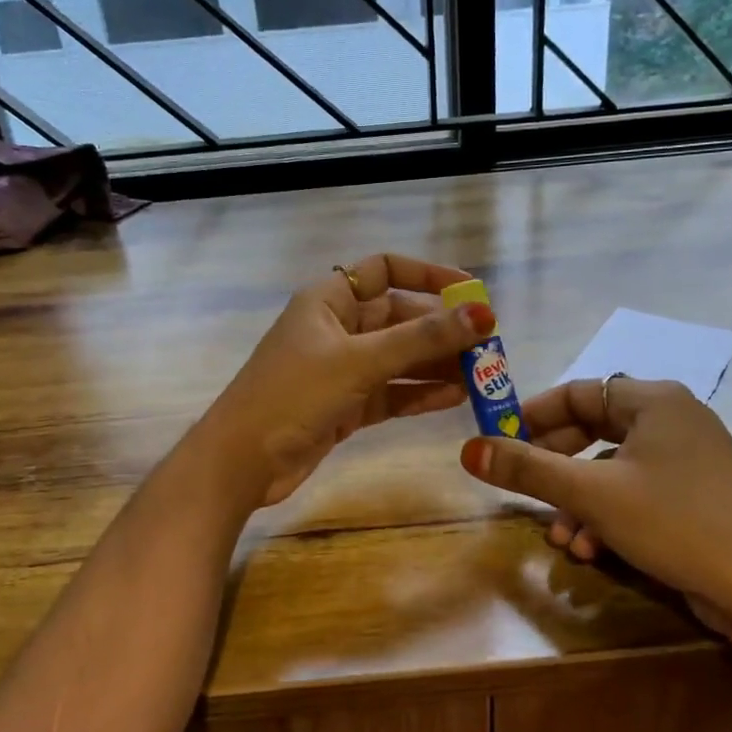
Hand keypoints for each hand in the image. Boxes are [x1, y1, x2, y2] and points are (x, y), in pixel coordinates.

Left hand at [199, 253, 493, 507]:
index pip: (384, 270)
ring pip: (400, 358)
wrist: (242, 462)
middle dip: (442, 330)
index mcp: (329, 300)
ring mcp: (342, 369)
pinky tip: (456, 398)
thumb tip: (482, 314)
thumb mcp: (358, 362)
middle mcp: (338, 328)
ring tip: (482, 375)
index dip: (427, 275)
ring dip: (437, 364)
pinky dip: (420, 393)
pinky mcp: (346, 405)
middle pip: (399, 318)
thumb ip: (420, 339)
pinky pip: (393, 392)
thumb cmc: (293, 395)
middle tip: (488, 345)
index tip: (470, 292)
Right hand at [459, 378, 731, 667]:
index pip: (578, 392)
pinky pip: (638, 492)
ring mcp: (691, 458)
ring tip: (561, 538)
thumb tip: (469, 449)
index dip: (534, 416)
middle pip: (593, 430)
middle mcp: (674, 419)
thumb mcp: (592, 494)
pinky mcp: (698, 495)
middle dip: (555, 467)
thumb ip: (528, 469)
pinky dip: (609, 515)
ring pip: (613, 468)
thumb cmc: (676, 523)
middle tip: (522, 488)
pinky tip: (593, 551)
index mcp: (654, 400)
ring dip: (579, 501)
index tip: (499, 440)